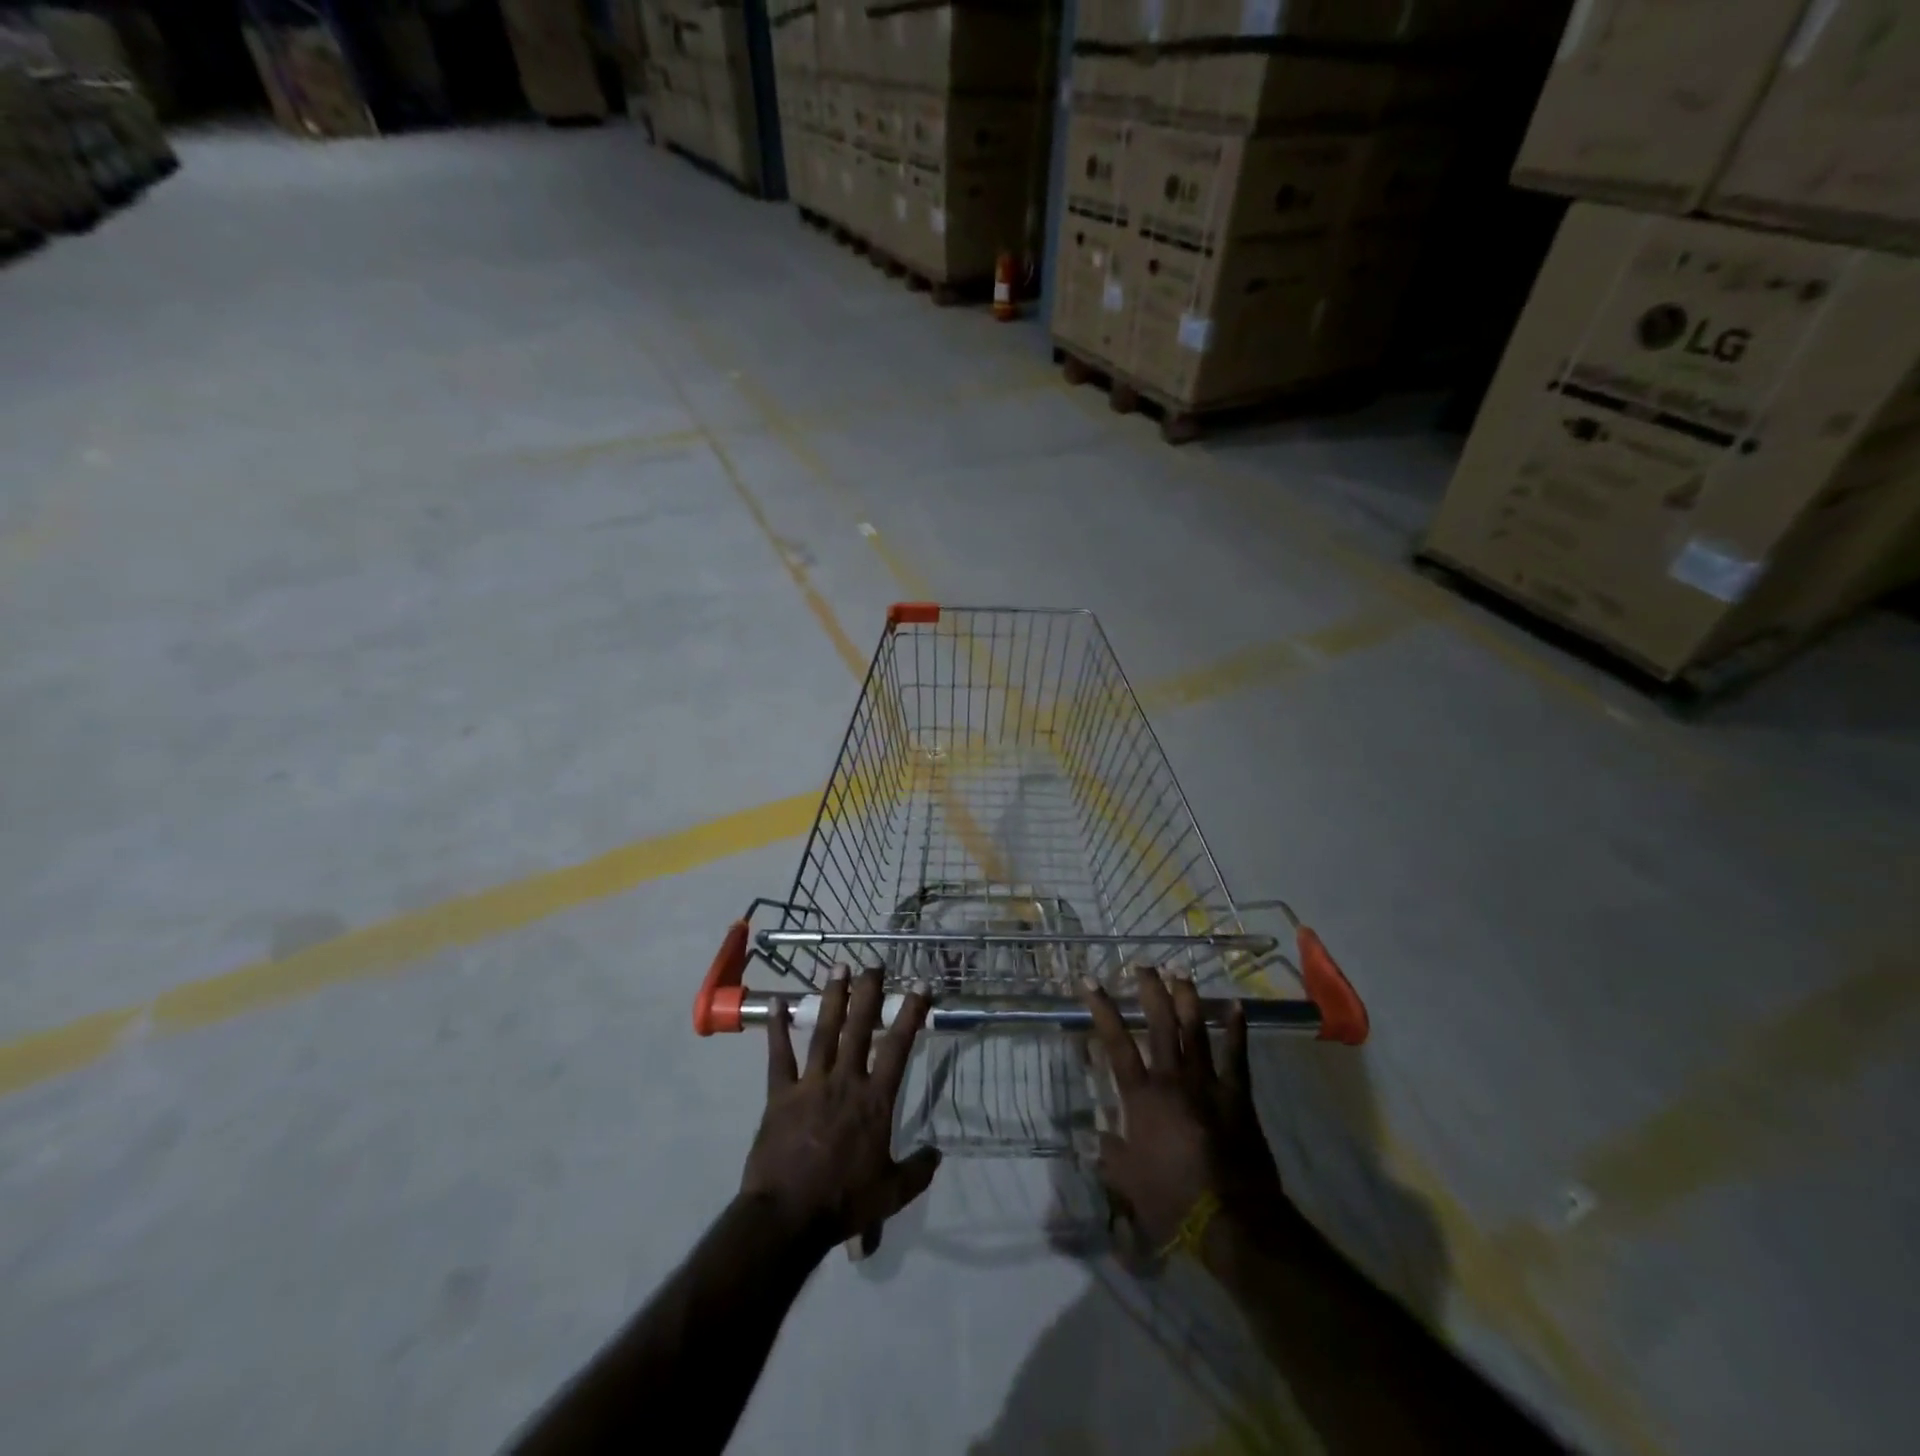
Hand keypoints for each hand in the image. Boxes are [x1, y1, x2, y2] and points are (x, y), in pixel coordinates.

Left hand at [741, 967, 939, 1254]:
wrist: (787, 1217)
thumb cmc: (843, 1203)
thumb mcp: (892, 1194)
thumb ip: (917, 1170)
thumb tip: (937, 1153)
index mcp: (875, 1100)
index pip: (898, 1047)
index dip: (911, 1014)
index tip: (920, 985)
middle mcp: (845, 1080)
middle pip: (860, 1027)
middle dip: (868, 993)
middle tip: (874, 964)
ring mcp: (810, 1083)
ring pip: (824, 1031)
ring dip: (832, 998)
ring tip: (838, 968)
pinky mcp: (780, 1094)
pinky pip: (779, 1056)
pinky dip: (777, 1029)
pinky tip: (775, 1003)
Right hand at [1080, 967, 1286, 1251]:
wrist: (1230, 1220)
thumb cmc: (1171, 1200)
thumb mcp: (1127, 1182)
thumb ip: (1111, 1155)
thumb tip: (1095, 1137)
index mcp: (1141, 1097)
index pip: (1116, 1043)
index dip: (1102, 1009)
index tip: (1089, 981)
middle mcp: (1172, 1079)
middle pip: (1159, 1023)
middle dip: (1150, 991)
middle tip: (1143, 965)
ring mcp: (1207, 1083)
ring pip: (1194, 1029)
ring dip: (1186, 998)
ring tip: (1179, 972)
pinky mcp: (1237, 1095)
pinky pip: (1237, 1055)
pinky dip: (1236, 1029)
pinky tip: (1236, 1005)